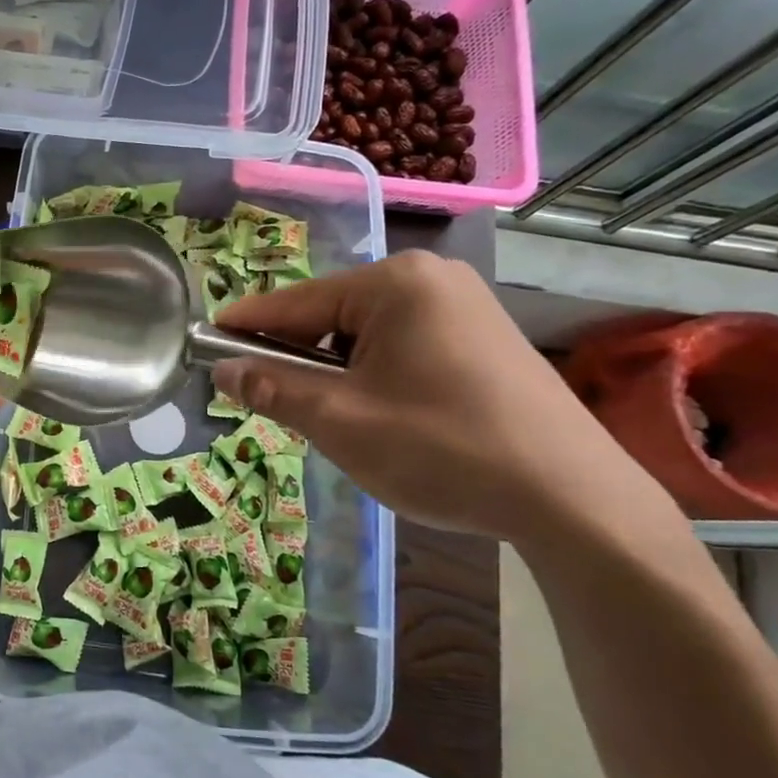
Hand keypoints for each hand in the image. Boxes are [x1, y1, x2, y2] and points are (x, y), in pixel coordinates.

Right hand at [213, 251, 668, 545]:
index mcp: (394, 283)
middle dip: (300, 359)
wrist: (572, 498)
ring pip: (367, 333)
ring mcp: (464, 304)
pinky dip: (377, 374)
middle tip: (280, 406)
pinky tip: (387, 416)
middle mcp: (430, 278)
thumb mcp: (341, 421)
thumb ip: (273, 389)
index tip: (205, 343)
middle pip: (331, 316)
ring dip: (339, 372)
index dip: (245, 326)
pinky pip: (404, 344)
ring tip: (341, 421)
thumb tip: (224, 370)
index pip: (294, 302)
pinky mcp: (484, 335)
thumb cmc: (442, 448)